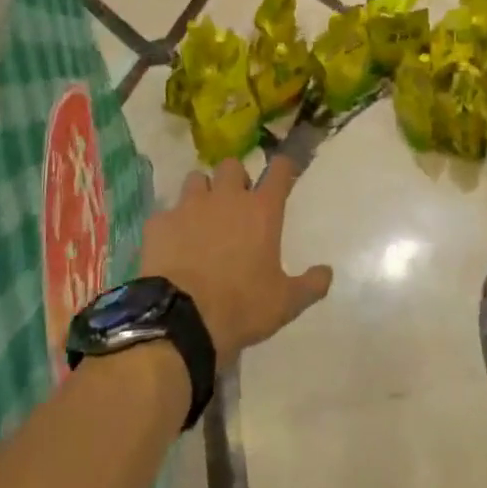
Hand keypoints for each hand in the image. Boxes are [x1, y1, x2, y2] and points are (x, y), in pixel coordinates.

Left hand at [140, 157, 331, 367]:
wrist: (180, 321)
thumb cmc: (241, 307)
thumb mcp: (286, 303)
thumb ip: (311, 284)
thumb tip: (327, 272)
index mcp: (261, 211)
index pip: (279, 170)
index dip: (283, 167)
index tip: (283, 171)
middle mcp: (226, 198)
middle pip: (232, 166)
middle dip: (235, 179)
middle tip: (236, 202)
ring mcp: (188, 206)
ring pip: (196, 179)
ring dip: (202, 192)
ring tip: (201, 216)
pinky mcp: (159, 222)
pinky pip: (167, 212)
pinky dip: (172, 223)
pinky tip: (172, 243)